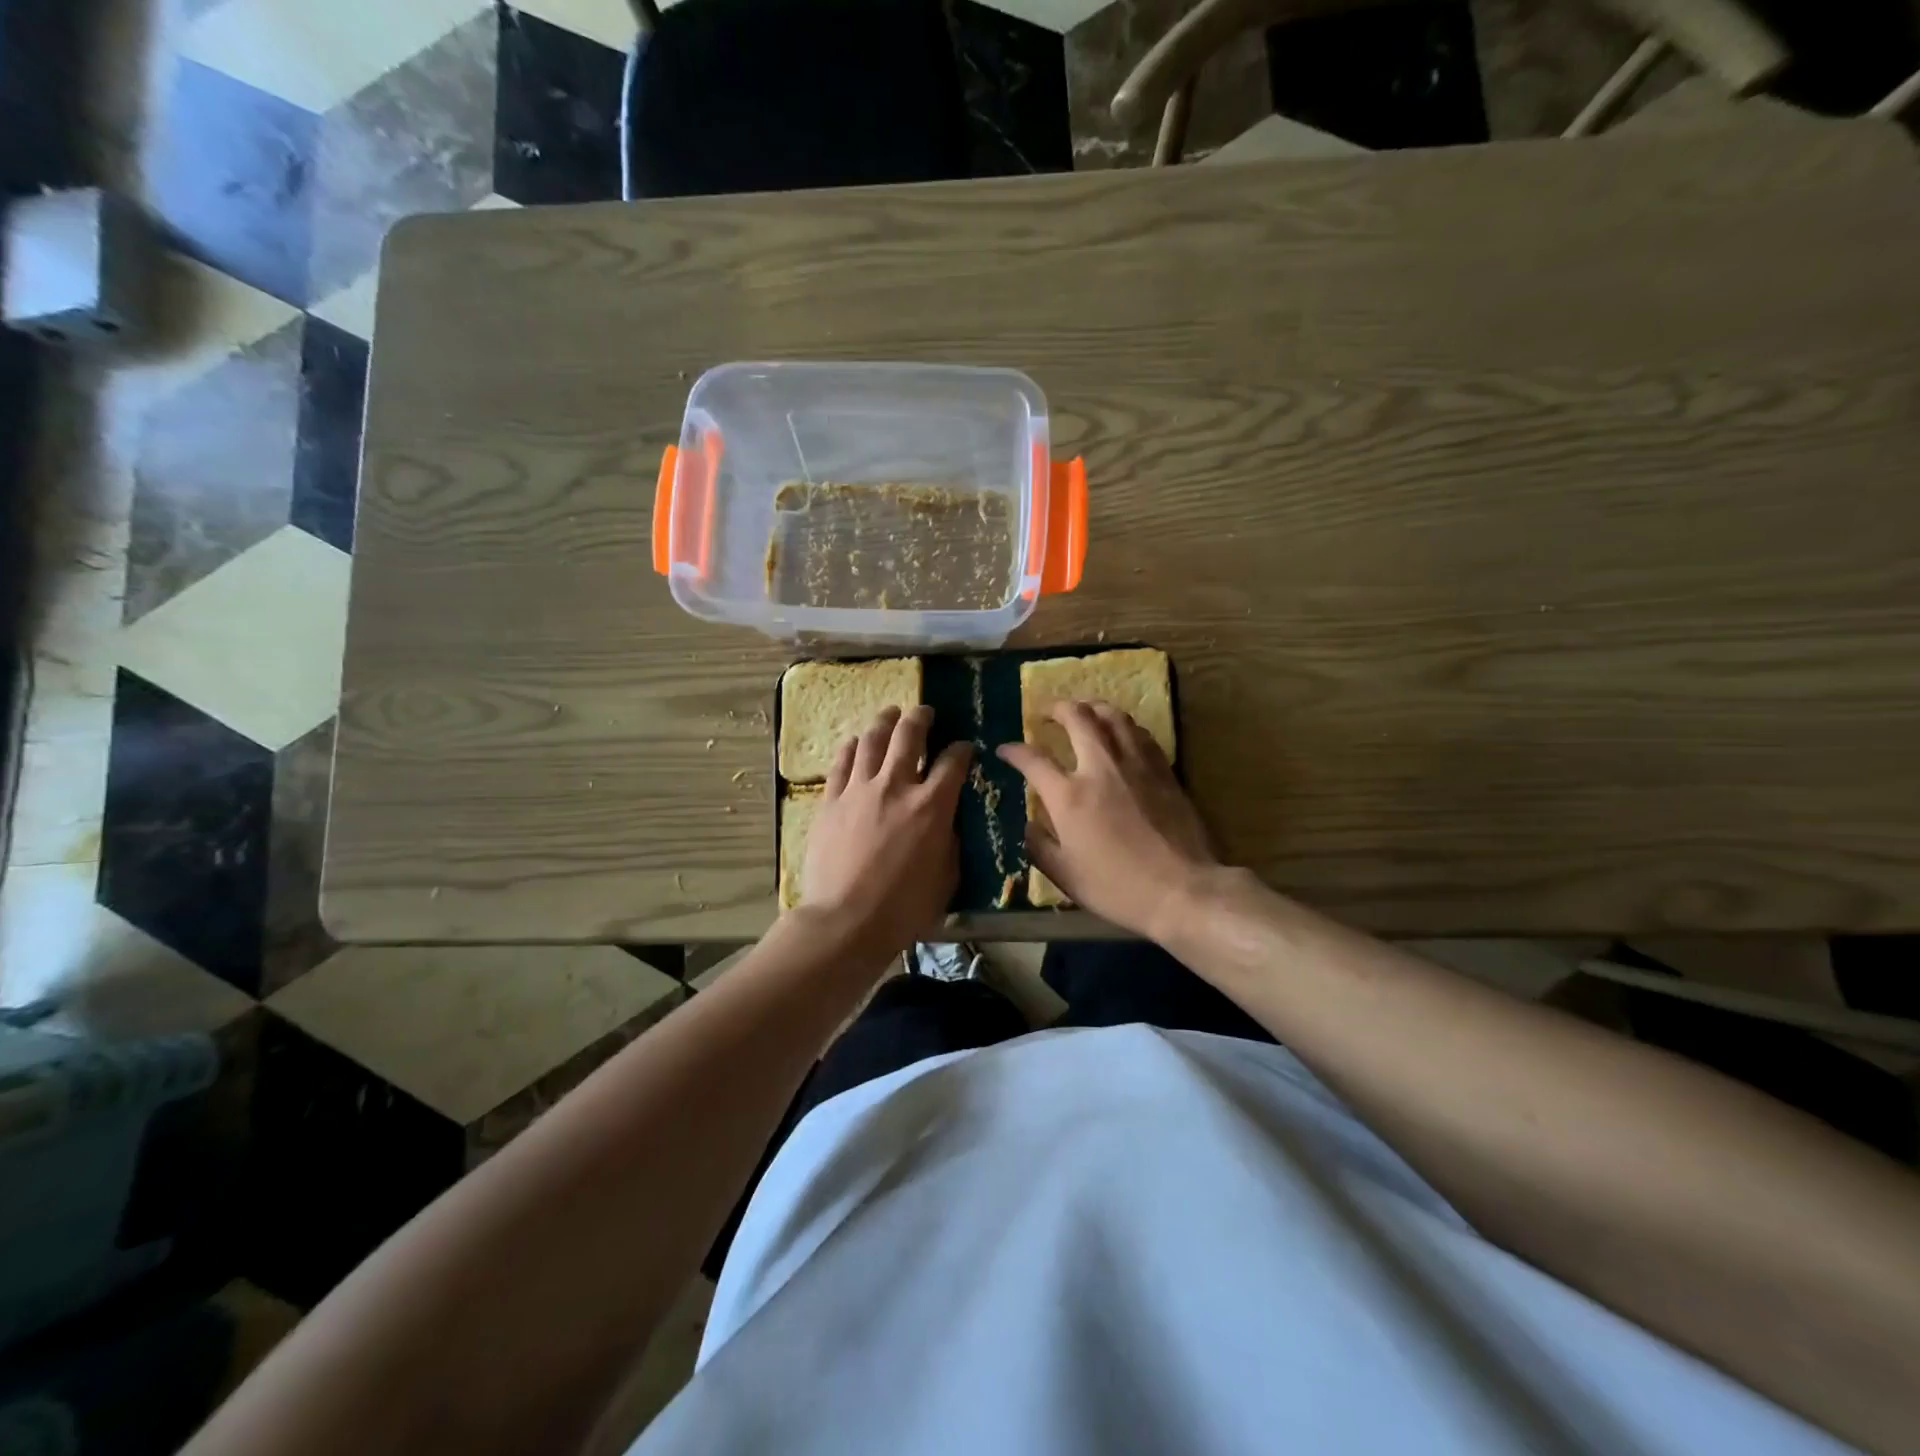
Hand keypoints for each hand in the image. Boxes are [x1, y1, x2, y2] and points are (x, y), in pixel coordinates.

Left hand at [801, 705, 971, 956]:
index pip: (953, 762)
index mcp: (932, 805)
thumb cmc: (904, 908)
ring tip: (890, 713)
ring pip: (872, 741)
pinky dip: (851, 748)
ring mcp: (859, 790)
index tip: (965, 747)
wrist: (845, 921)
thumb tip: (948, 821)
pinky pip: (842, 763)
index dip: (962, 749)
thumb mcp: (947, 877)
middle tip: (925, 712)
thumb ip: (951, 841)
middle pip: (909, 736)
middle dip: (921, 718)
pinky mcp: (831, 801)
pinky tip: (855, 742)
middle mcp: (896, 786)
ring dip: (884, 722)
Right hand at [998, 701, 1219, 939]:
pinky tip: (1121, 734)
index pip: (1033, 760)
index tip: (1005, 749)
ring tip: (1083, 711)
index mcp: (1069, 796)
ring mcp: (1136, 764)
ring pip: (1113, 716)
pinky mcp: (1164, 770)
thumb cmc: (1118, 888)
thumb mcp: (1066, 876)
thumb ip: (1041, 846)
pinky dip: (1123, 726)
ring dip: (1092, 707)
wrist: (1182, 889)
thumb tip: (1030, 825)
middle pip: (1077, 718)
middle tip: (1047, 711)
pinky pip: (1139, 733)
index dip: (1014, 751)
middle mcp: (1100, 768)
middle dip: (1056, 708)